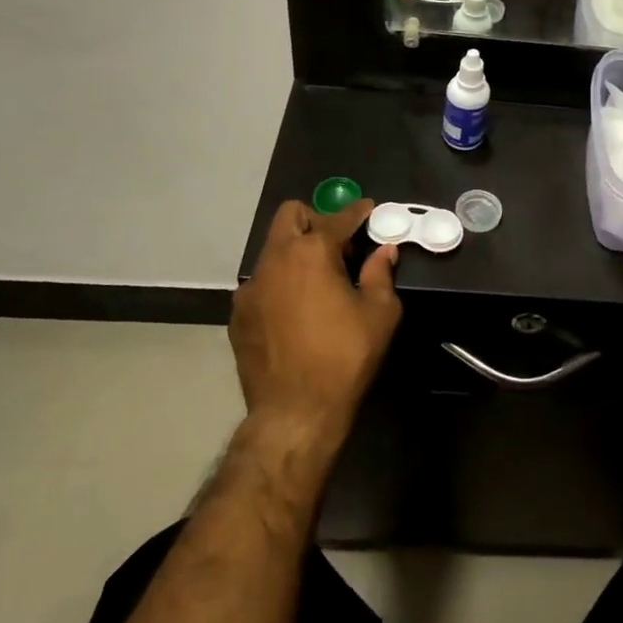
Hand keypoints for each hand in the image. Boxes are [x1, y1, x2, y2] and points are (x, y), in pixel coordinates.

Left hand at [231, 200, 402, 449]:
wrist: (295, 412)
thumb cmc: (345, 358)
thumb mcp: (380, 314)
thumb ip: (380, 273)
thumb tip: (384, 251)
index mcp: (311, 253)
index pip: (337, 217)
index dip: (358, 211)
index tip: (369, 210)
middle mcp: (275, 260)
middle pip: (290, 215)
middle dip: (316, 219)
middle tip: (339, 243)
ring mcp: (251, 288)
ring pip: (273, 249)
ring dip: (296, 251)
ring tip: (319, 279)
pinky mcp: (238, 315)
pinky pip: (262, 282)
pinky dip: (281, 282)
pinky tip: (297, 309)